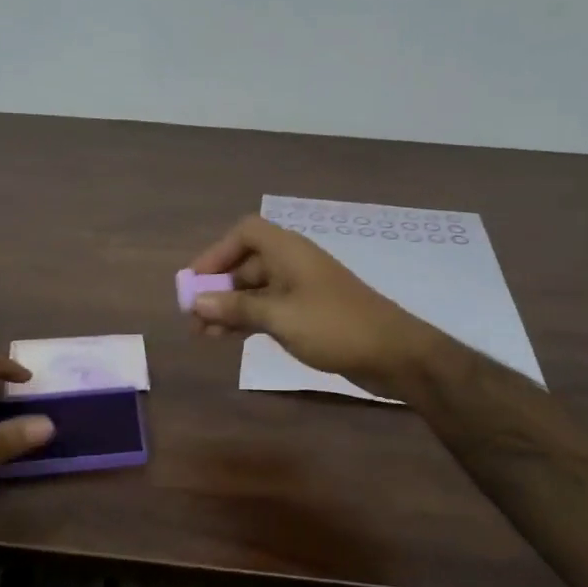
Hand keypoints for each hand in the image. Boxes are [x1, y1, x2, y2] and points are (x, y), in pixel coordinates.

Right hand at [185, 215, 442, 394]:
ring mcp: (302, 288)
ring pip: (255, 289)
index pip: (245, 233)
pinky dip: (248, 318)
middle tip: (193, 317)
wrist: (394, 353)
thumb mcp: (280, 317)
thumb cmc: (334, 326)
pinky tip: (230, 339)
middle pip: (246, 263)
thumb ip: (236, 307)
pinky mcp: (309, 312)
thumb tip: (196, 302)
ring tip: (204, 336)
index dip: (216, 253)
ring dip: (229, 307)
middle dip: (218, 287)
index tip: (197, 282)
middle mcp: (293, 263)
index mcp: (288, 251)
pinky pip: (269, 307)